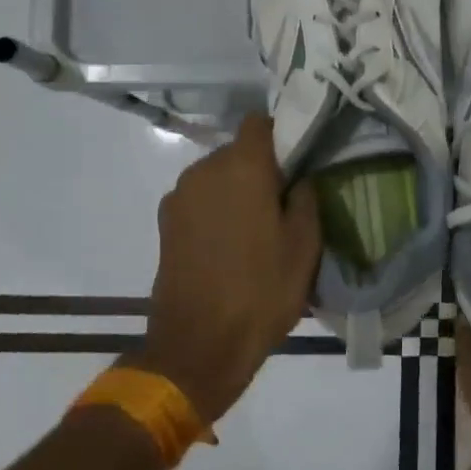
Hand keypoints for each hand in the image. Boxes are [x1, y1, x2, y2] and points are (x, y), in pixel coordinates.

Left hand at [131, 112, 320, 424]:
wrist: (198, 345)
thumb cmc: (261, 291)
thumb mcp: (304, 246)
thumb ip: (305, 199)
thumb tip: (298, 178)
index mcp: (242, 167)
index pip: (260, 123)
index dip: (282, 136)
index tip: (299, 163)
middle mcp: (204, 170)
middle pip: (238, 152)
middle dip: (261, 169)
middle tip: (284, 203)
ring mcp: (179, 197)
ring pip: (217, 177)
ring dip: (237, 191)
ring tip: (258, 230)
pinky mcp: (165, 224)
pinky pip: (200, 201)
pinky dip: (216, 211)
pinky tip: (231, 246)